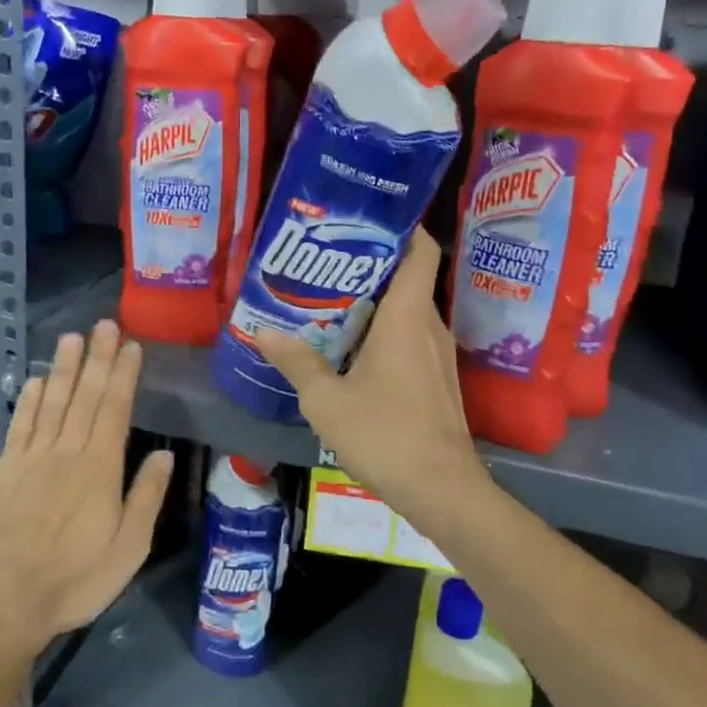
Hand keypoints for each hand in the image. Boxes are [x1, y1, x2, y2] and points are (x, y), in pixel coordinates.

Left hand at [0, 320, 173, 659]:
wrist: (4, 604)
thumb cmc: (75, 580)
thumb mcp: (129, 548)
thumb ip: (146, 498)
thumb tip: (165, 455)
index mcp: (100, 470)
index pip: (115, 410)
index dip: (124, 375)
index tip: (131, 346)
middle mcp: (66, 454)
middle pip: (85, 397)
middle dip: (97, 359)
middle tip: (105, 324)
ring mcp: (32, 460)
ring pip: (53, 403)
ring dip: (65, 369)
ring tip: (73, 338)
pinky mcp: (7, 472)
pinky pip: (21, 426)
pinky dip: (31, 401)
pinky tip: (39, 382)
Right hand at [255, 231, 490, 537]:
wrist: (441, 488)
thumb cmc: (385, 434)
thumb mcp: (326, 399)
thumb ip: (296, 362)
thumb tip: (264, 332)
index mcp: (407, 316)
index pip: (421, 250)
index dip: (403, 226)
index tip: (366, 218)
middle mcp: (429, 326)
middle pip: (407, 278)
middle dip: (370, 266)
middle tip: (325, 262)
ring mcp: (438, 355)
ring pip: (407, 311)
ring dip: (374, 303)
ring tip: (329, 302)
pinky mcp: (437, 380)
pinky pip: (409, 339)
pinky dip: (383, 333)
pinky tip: (350, 350)